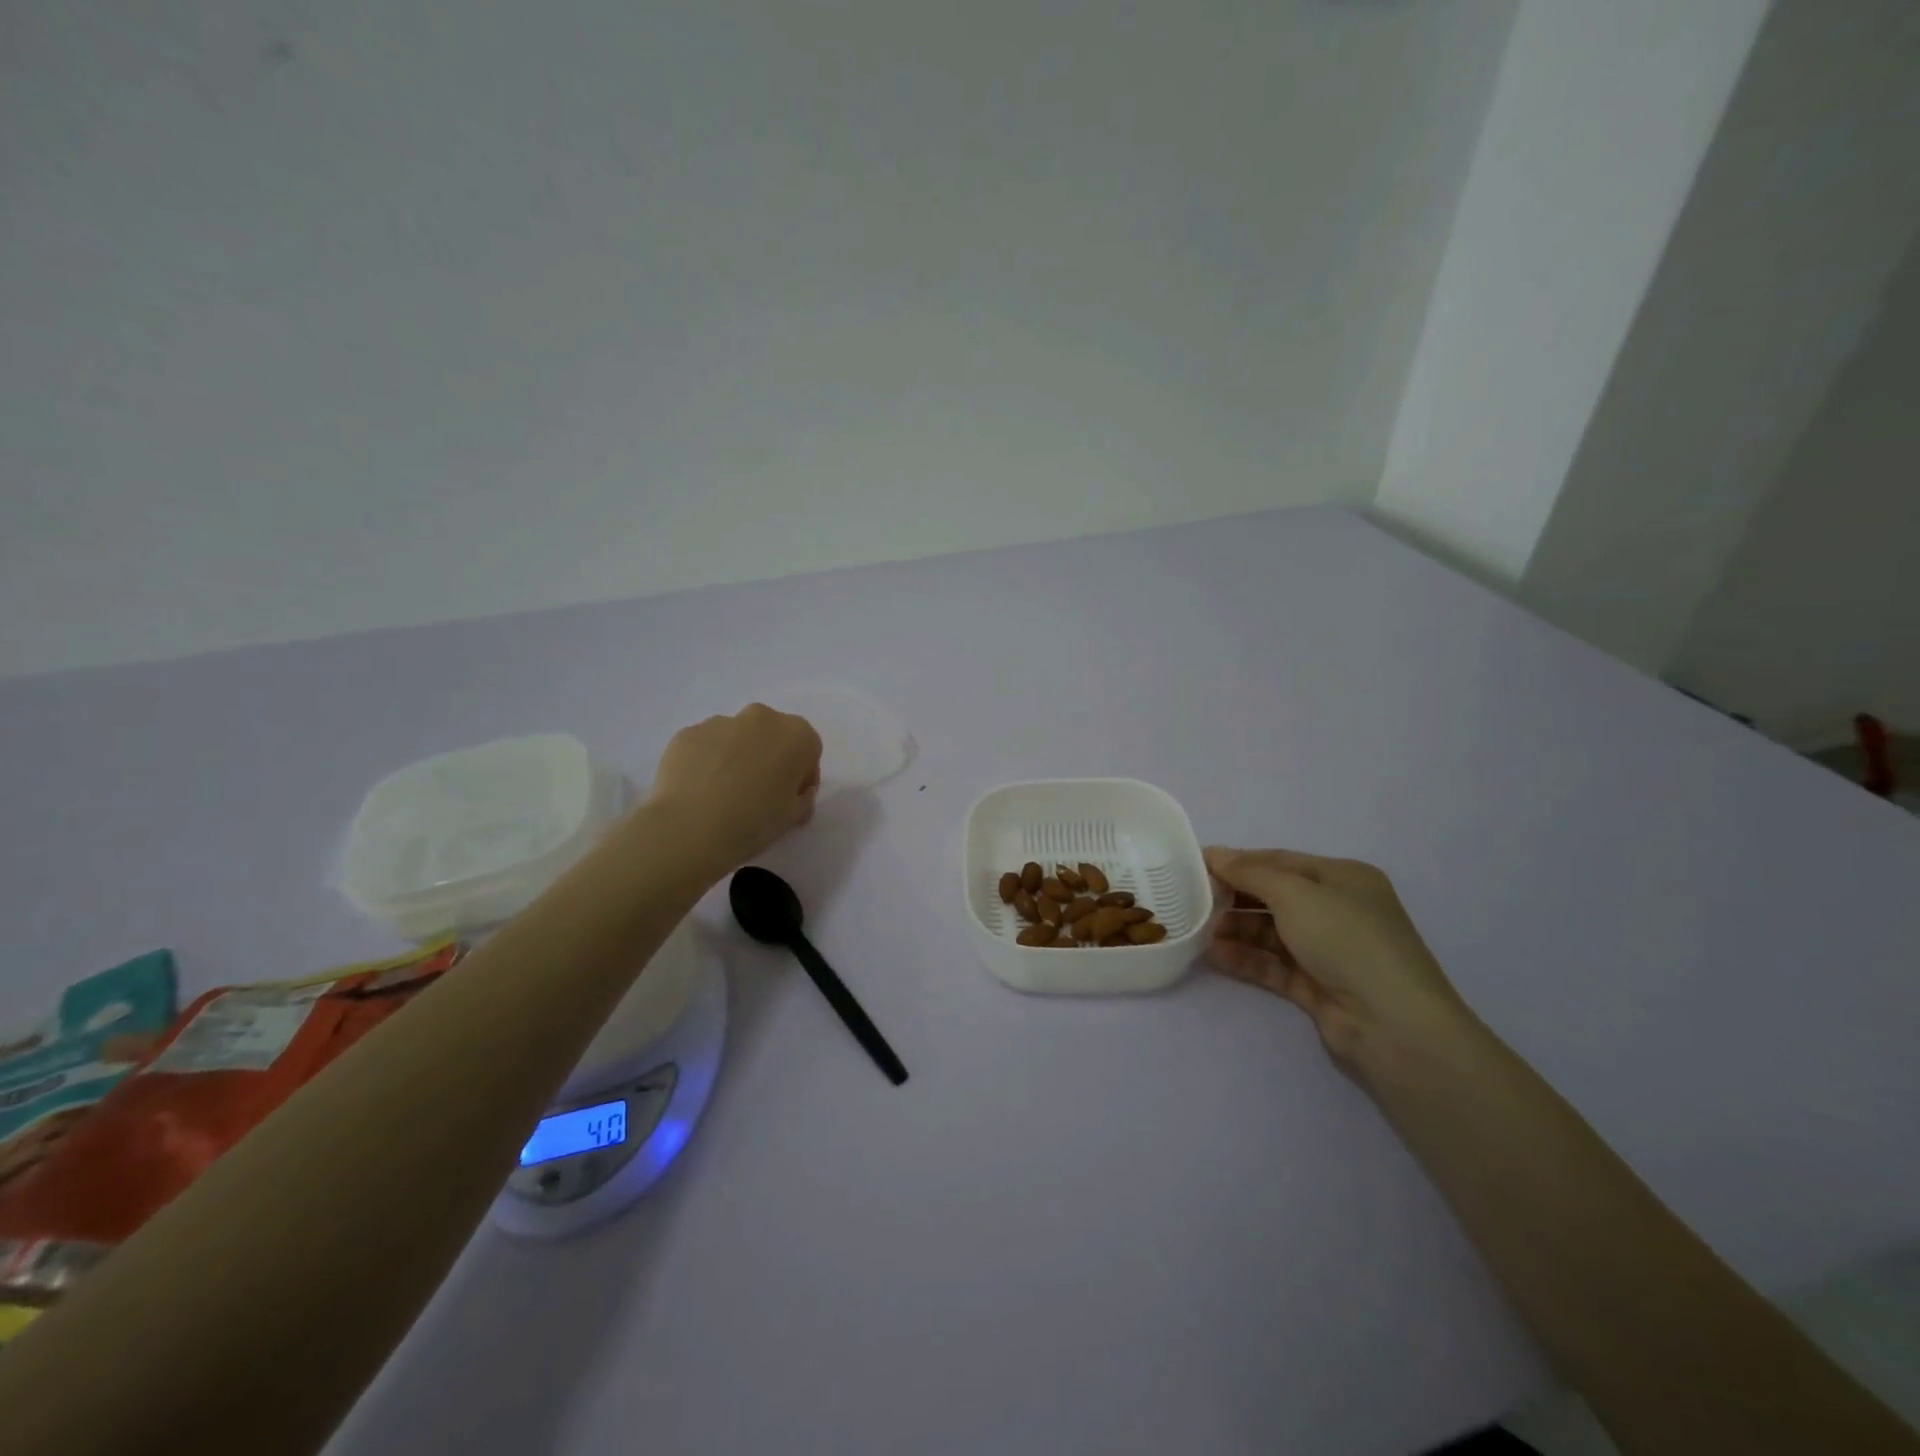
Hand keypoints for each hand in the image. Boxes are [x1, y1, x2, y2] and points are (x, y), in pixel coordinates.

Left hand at [645, 705, 822, 871]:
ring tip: (723, 794)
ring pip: (737, 738)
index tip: (790, 799)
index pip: (809, 750)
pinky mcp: (688, 733)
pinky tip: (700, 791)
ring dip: (737, 758)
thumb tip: (793, 790)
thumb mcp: (793, 816)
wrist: (689, 829)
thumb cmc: (754, 822)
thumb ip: (802, 796)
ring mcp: (721, 722)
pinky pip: (707, 745)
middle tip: (758, 793)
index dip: (802, 776)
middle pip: (772, 736)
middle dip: (769, 758)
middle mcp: (761, 718)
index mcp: (796, 735)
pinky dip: (708, 762)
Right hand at [1203, 846, 1468, 1070]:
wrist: (1394, 1025)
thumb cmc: (1348, 939)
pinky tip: (1215, 955)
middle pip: (1275, 897)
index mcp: (1343, 879)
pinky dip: (1246, 958)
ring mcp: (1329, 951)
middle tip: (1193, 899)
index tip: (1197, 864)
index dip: (1239, 861)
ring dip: (1236, 929)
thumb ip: (1251, 873)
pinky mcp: (1318, 987)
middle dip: (1235, 897)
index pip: (1281, 862)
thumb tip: (1214, 853)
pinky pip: (1274, 965)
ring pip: (1272, 933)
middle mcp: (1338, 911)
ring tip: (1198, 930)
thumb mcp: (1296, 894)